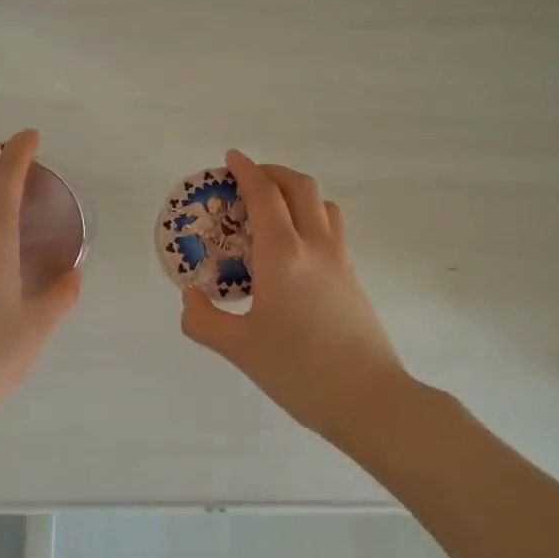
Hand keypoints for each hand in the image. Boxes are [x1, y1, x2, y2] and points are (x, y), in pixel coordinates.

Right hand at [179, 150, 406, 440]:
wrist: (369, 399)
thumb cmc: (299, 371)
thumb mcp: (239, 349)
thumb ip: (204, 321)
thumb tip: (190, 298)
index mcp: (283, 255)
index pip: (264, 195)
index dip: (246, 171)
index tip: (231, 158)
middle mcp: (314, 246)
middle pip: (299, 187)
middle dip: (272, 172)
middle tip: (247, 180)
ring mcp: (340, 260)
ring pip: (322, 204)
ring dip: (296, 192)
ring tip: (272, 209)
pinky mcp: (353, 277)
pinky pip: (331, 228)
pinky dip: (310, 216)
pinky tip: (294, 246)